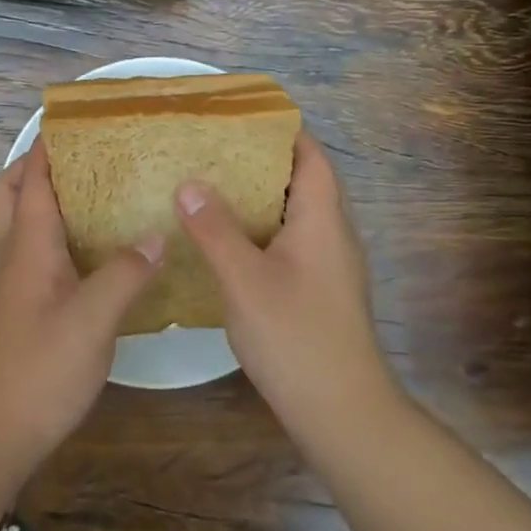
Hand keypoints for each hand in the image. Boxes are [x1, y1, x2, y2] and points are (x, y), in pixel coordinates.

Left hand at [0, 142, 163, 466]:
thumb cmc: (40, 368)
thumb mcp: (93, 319)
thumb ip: (125, 274)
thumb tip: (155, 237)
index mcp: (28, 246)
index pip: (31, 180)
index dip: (47, 147)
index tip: (72, 121)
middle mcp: (13, 255)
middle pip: (8, 193)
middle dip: (33, 167)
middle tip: (77, 159)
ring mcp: (11, 284)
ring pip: (16, 224)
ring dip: (41, 200)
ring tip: (91, 196)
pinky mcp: (17, 308)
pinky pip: (30, 254)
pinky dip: (52, 237)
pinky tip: (89, 253)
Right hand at [175, 133, 396, 438]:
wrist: (341, 411)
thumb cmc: (295, 336)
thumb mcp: (244, 279)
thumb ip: (215, 230)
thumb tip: (189, 184)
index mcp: (321, 220)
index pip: (311, 157)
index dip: (283, 132)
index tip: (243, 118)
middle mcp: (332, 236)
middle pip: (303, 183)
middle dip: (262, 163)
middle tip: (214, 151)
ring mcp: (330, 268)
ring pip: (295, 217)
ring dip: (260, 200)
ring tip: (212, 189)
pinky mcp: (320, 293)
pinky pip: (290, 245)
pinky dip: (261, 232)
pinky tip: (226, 244)